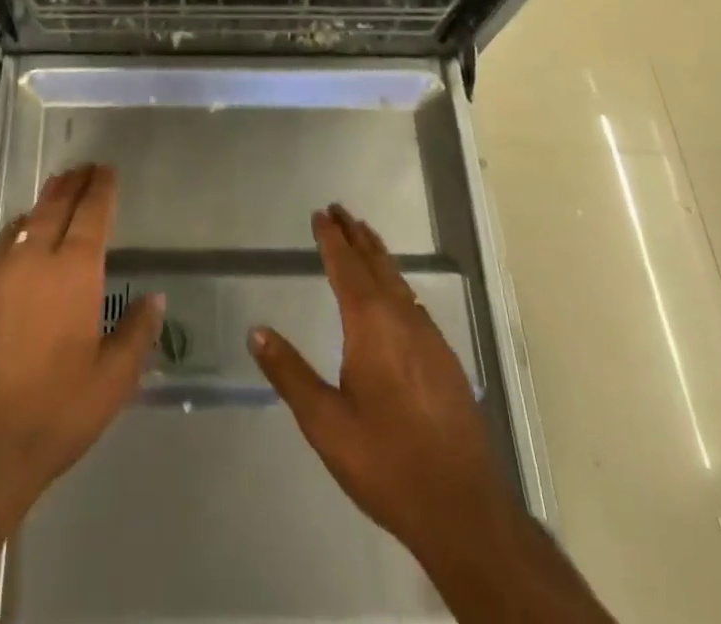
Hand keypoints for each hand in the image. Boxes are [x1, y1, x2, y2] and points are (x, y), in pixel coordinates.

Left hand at [0, 164, 162, 535]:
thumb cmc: (57, 412)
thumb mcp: (113, 380)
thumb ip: (137, 332)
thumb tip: (155, 298)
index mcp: (74, 272)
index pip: (91, 213)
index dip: (101, 188)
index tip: (107, 170)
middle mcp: (36, 259)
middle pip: (56, 205)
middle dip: (74, 183)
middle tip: (86, 168)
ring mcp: (1, 272)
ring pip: (28, 219)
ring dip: (47, 199)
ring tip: (60, 187)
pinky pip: (5, 241)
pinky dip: (21, 225)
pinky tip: (24, 231)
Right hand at [250, 204, 515, 569]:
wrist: (464, 510)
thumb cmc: (387, 462)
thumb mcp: (325, 423)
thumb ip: (290, 374)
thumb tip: (256, 331)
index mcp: (371, 325)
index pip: (347, 267)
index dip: (332, 239)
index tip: (321, 213)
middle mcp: (403, 320)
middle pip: (377, 264)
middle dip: (356, 236)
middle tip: (340, 210)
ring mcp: (430, 339)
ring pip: (399, 281)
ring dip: (378, 255)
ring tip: (363, 237)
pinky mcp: (446, 360)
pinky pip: (414, 302)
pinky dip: (396, 282)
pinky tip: (394, 294)